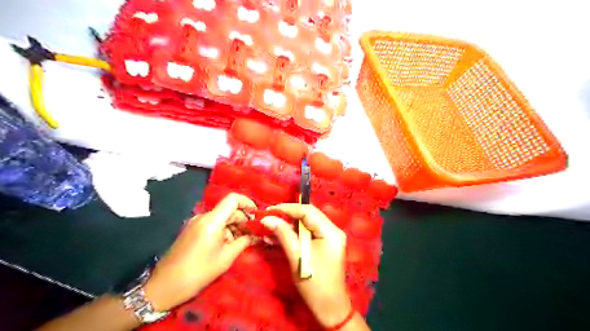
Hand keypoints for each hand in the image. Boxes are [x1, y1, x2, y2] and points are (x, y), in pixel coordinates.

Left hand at [145, 193, 255, 310]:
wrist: (164, 286)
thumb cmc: (198, 272)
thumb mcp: (226, 258)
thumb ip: (244, 242)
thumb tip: (257, 235)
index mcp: (212, 220)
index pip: (233, 199)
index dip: (247, 203)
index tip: (257, 215)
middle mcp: (203, 216)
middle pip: (228, 209)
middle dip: (243, 219)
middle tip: (254, 234)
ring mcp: (196, 222)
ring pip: (221, 217)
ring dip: (234, 226)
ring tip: (242, 242)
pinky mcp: (192, 230)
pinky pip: (213, 224)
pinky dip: (224, 230)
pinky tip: (228, 244)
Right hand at [261, 203, 349, 327]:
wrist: (329, 307)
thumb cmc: (314, 284)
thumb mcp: (297, 257)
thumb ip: (283, 234)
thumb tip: (267, 219)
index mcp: (331, 232)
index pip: (308, 211)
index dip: (288, 208)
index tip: (270, 210)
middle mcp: (333, 230)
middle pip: (308, 215)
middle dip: (287, 215)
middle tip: (269, 216)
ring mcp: (330, 237)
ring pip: (306, 223)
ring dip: (289, 225)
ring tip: (270, 227)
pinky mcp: (325, 244)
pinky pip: (308, 233)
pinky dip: (294, 234)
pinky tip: (278, 235)